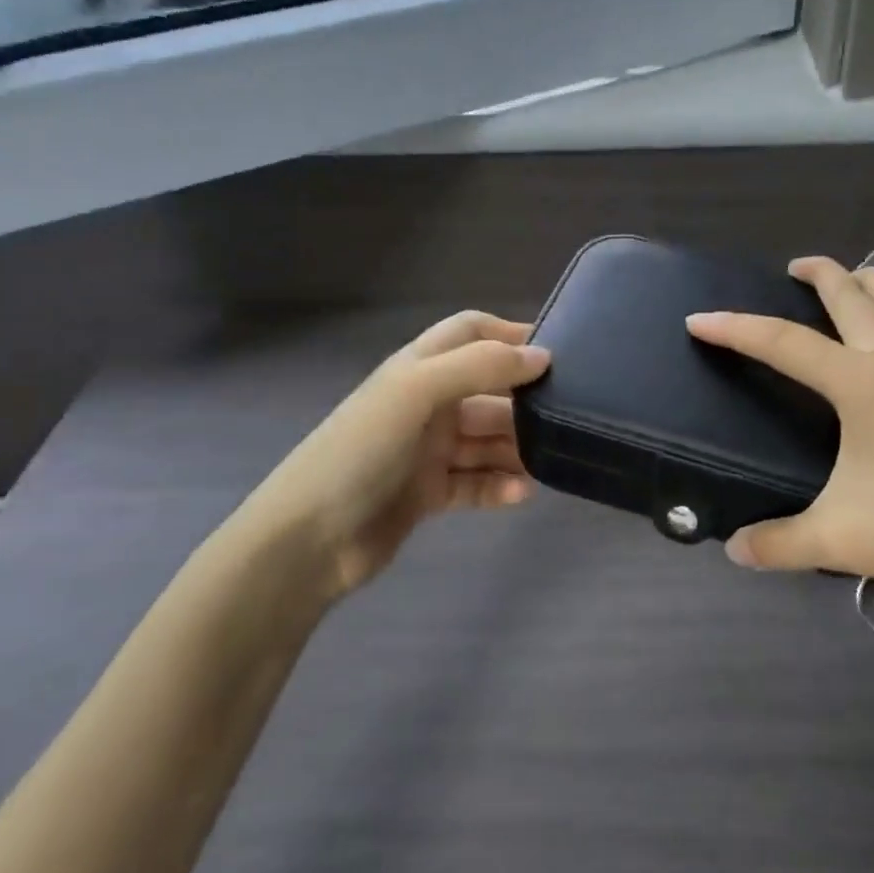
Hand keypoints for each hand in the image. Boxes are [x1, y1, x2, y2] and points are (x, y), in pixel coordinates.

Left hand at [229, 312, 549, 604]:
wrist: (309, 539)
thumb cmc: (361, 452)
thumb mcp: (417, 392)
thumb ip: (481, 367)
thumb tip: (542, 356)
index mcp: (417, 370)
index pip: (470, 333)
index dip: (509, 335)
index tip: (556, 353)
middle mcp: (425, 404)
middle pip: (488, 392)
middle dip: (523, 403)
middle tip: (565, 419)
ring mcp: (426, 451)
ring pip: (486, 441)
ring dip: (516, 449)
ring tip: (548, 462)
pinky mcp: (428, 493)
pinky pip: (475, 482)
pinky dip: (498, 486)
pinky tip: (519, 494)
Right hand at [686, 259, 873, 616]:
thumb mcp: (840, 540)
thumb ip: (778, 543)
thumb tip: (733, 550)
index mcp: (863, 382)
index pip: (783, 343)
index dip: (735, 329)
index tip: (699, 319)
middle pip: (852, 293)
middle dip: (817, 272)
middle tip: (791, 268)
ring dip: (870, 281)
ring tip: (850, 284)